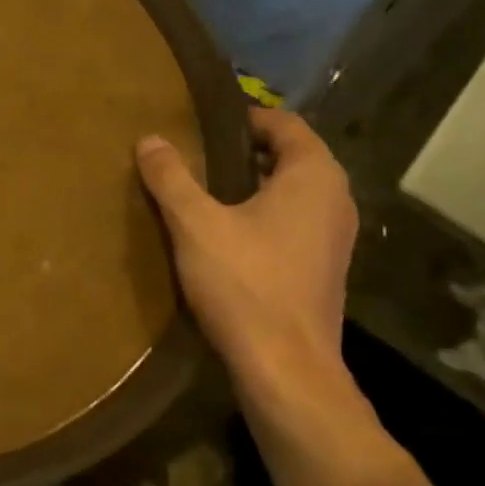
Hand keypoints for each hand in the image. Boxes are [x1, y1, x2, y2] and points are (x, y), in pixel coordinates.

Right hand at [137, 107, 395, 485]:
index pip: (285, 124)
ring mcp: (333, 237)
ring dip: (250, 184)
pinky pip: (291, 221)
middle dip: (242, 150)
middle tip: (192, 151)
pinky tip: (221, 232)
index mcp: (313, 177)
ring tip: (200, 188)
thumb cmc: (245, 283)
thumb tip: (150, 139)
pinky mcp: (322, 267)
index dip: (243, 116)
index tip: (200, 121)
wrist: (285, 368)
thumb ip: (171, 177)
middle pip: (289, 156)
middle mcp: (334, 199)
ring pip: (290, 191)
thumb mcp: (195, 224)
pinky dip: (260, 213)